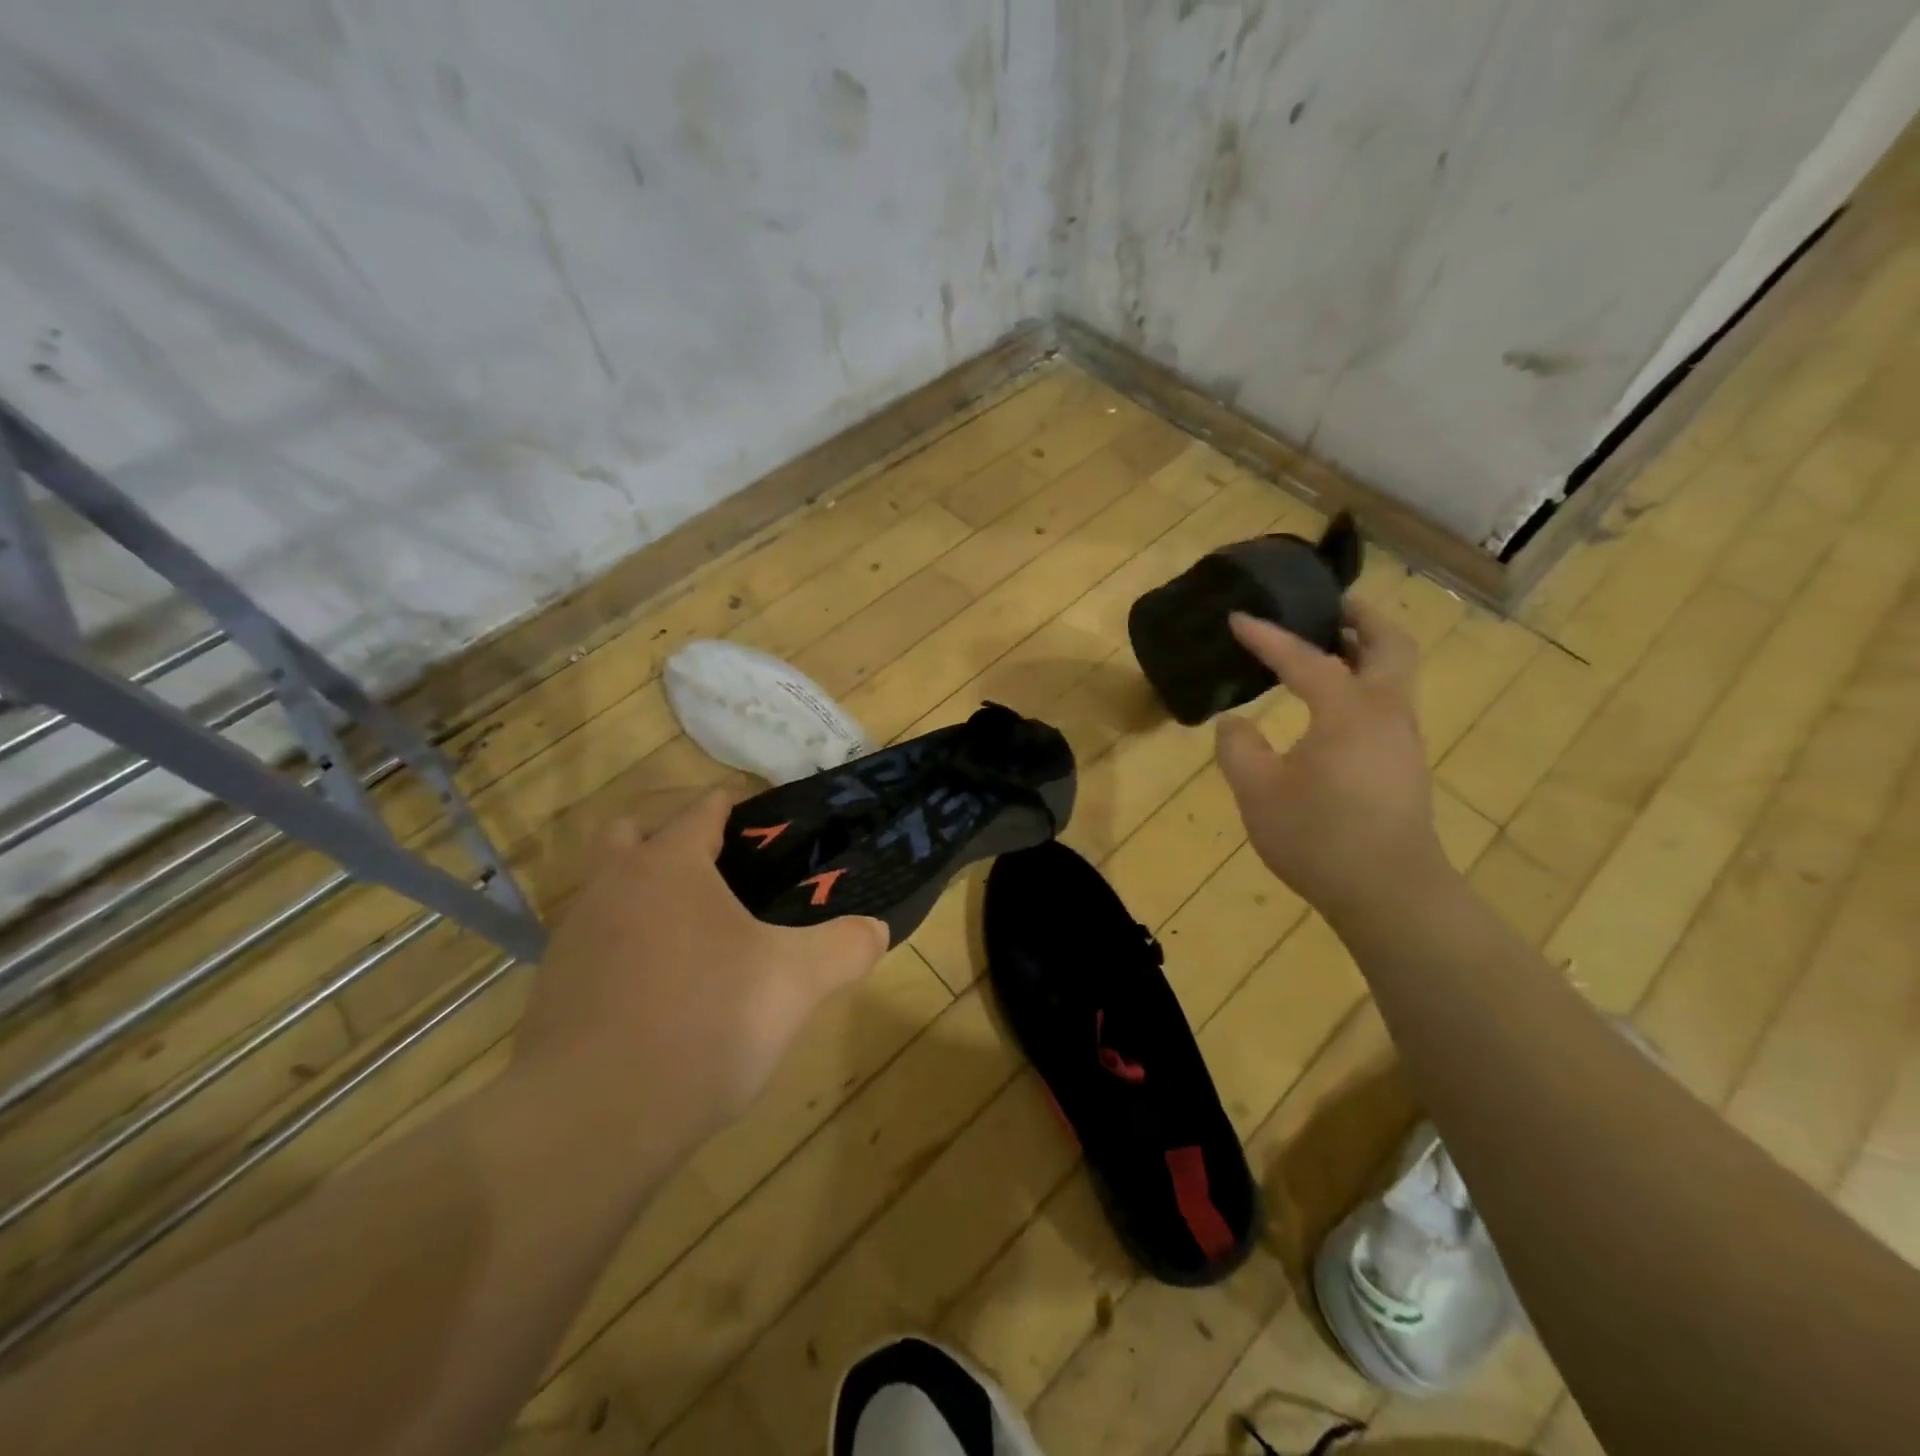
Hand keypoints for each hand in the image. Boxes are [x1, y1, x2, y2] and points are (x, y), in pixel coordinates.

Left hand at [508, 792, 888, 1159]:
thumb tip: (877, 929)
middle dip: (670, 831)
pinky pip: (594, 942)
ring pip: (607, 886)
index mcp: (669, 864)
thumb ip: (845, 947)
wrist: (593, 1119)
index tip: (766, 824)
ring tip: (694, 928)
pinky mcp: (554, 987)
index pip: (702, 808)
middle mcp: (613, 885)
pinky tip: (659, 984)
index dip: (735, 806)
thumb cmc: (705, 1022)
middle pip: (632, 829)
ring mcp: (575, 936)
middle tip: (717, 863)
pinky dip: (625, 943)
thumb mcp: (797, 982)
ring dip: (643, 888)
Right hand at [1214, 602, 1446, 923]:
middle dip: (1359, 617)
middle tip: (1327, 605)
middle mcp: (1386, 712)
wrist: (1388, 893)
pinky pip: (1387, 701)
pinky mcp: (1403, 764)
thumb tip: (1235, 723)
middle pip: (1388, 643)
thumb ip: (1239, 748)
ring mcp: (1402, 739)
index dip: (1267, 637)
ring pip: (1394, 673)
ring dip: (1365, 648)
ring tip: (1326, 646)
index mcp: (1349, 710)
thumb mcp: (1258, 792)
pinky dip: (1364, 681)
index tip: (1237, 618)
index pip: (1305, 658)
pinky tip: (1331, 703)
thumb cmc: (1319, 837)